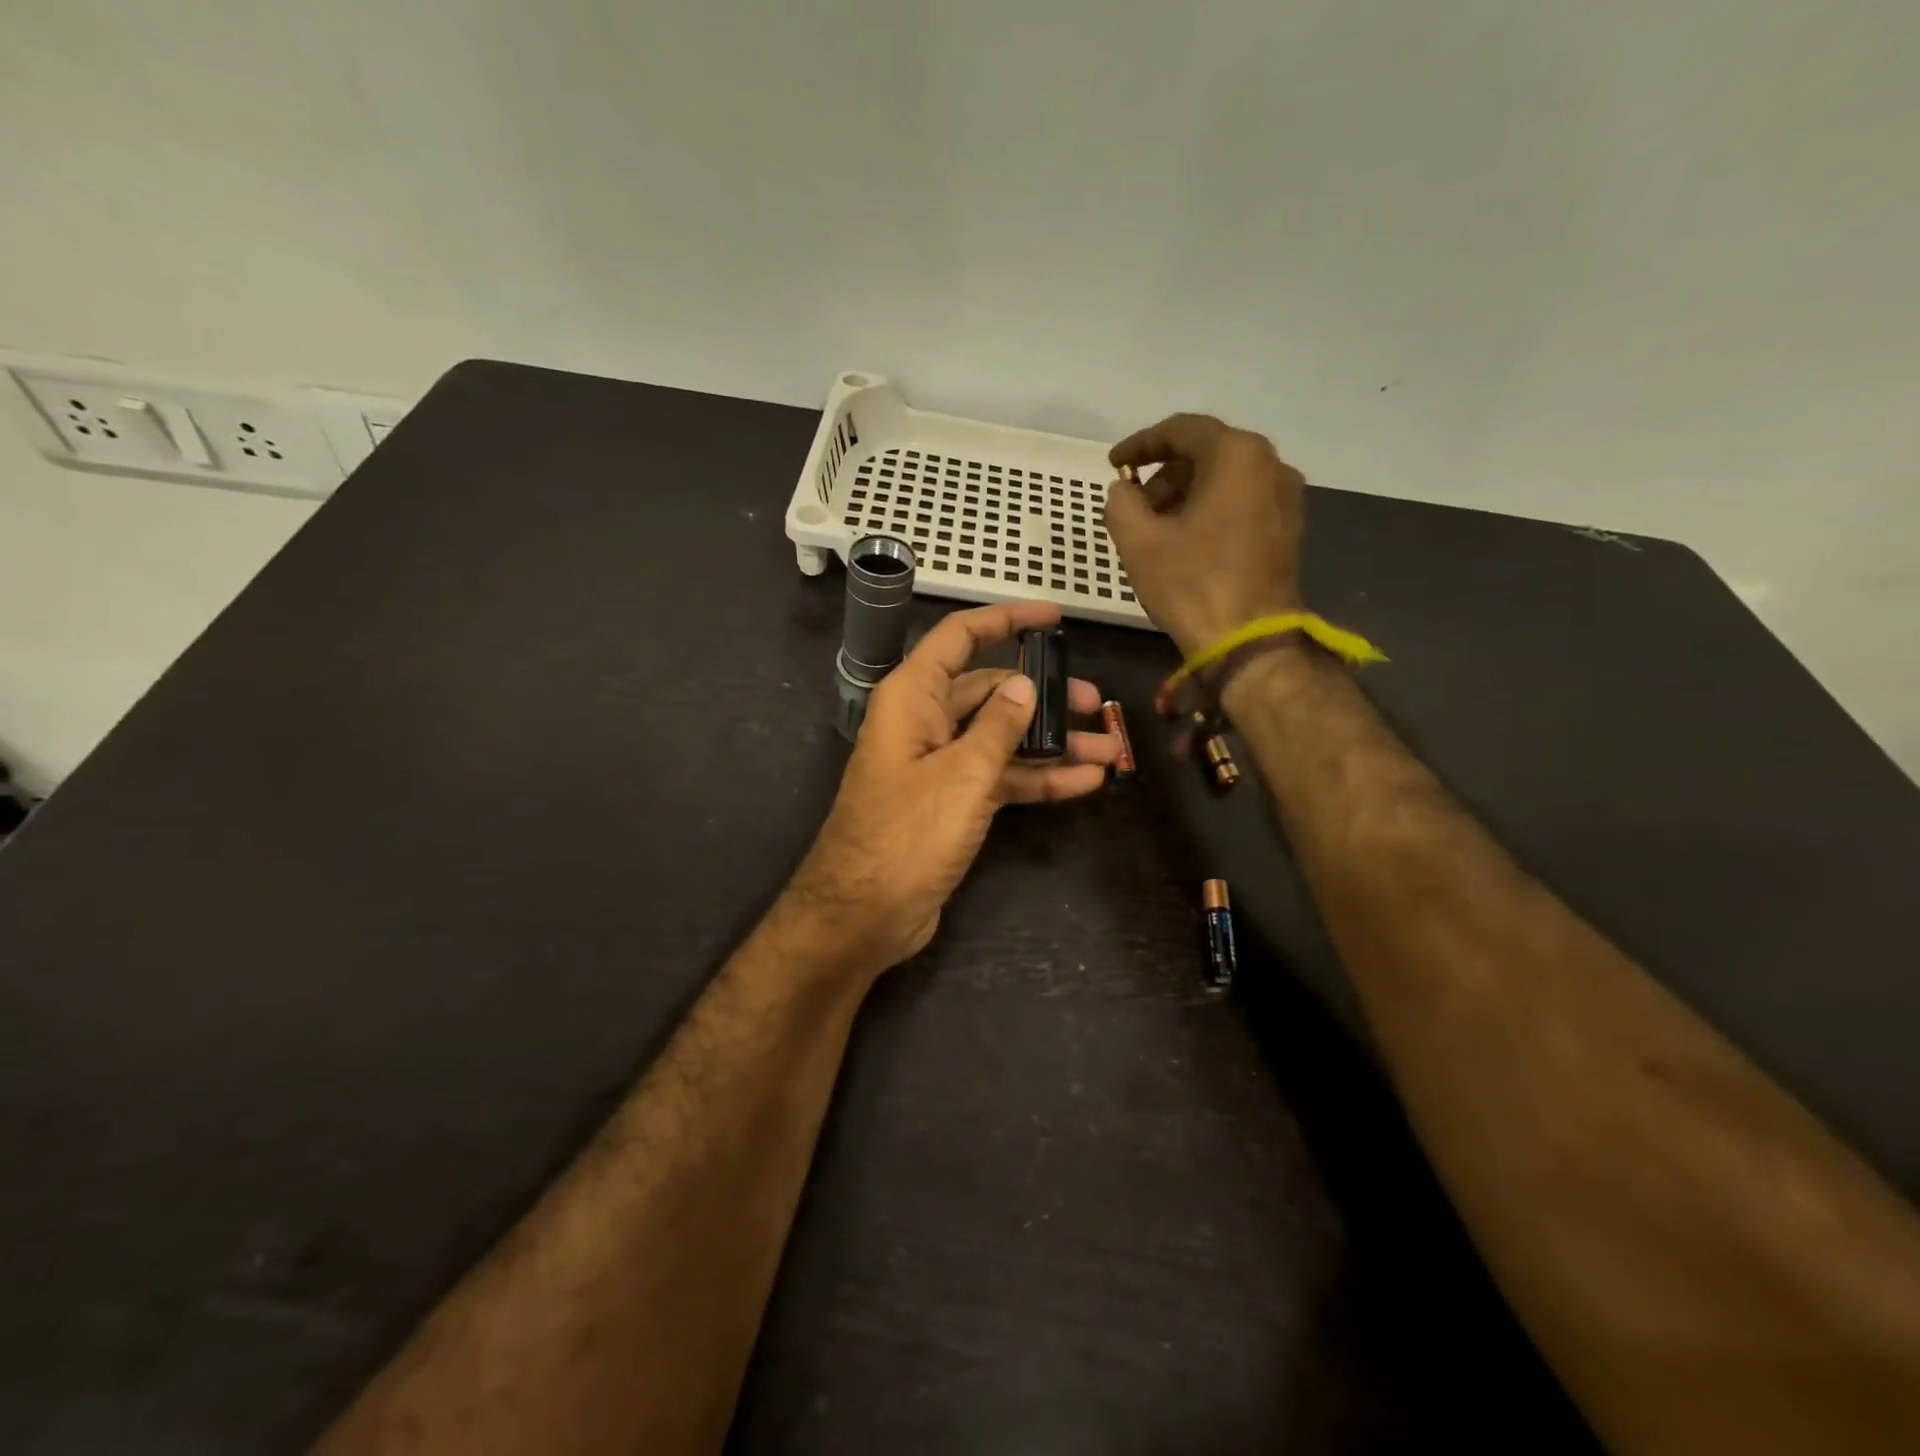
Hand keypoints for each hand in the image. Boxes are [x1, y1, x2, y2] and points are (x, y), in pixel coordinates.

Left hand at [787, 601, 1118, 975]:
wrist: (865, 914)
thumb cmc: (907, 834)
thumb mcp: (962, 774)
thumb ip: (998, 726)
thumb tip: (1025, 686)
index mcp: (913, 697)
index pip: (961, 637)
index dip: (1007, 620)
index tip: (1054, 617)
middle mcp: (925, 722)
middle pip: (990, 691)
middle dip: (1044, 696)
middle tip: (1097, 704)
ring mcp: (939, 764)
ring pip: (1001, 737)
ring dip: (1052, 743)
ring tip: (1109, 748)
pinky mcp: (951, 802)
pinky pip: (1000, 777)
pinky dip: (1037, 778)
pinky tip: (1084, 782)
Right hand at [1103, 414, 1306, 656]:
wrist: (1248, 641)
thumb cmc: (1191, 585)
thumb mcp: (1138, 542)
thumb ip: (1121, 502)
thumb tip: (1124, 490)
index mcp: (1237, 455)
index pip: (1181, 430)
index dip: (1140, 444)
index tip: (1113, 464)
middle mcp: (1270, 463)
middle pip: (1207, 452)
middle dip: (1164, 473)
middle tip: (1133, 503)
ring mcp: (1286, 496)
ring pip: (1225, 477)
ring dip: (1186, 492)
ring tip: (1155, 526)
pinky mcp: (1288, 527)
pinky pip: (1242, 500)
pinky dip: (1210, 508)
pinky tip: (1185, 539)